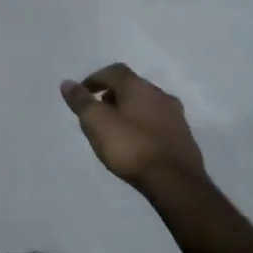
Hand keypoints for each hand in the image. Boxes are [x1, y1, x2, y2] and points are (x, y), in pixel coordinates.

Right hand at [60, 63, 205, 193]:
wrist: (175, 182)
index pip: (113, 71)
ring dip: (131, 111)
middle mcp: (159, 94)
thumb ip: (81, 101)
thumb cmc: (130, 147)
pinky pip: (159, 124)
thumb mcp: (96, 122)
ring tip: (117, 130)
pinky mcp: (184, 137)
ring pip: (147, 105)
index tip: (83, 94)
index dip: (95, 79)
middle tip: (99, 112)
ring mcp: (176, 116)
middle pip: (132, 87)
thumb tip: (67, 83)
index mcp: (138, 86)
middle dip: (113, 95)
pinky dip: (145, 127)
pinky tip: (139, 144)